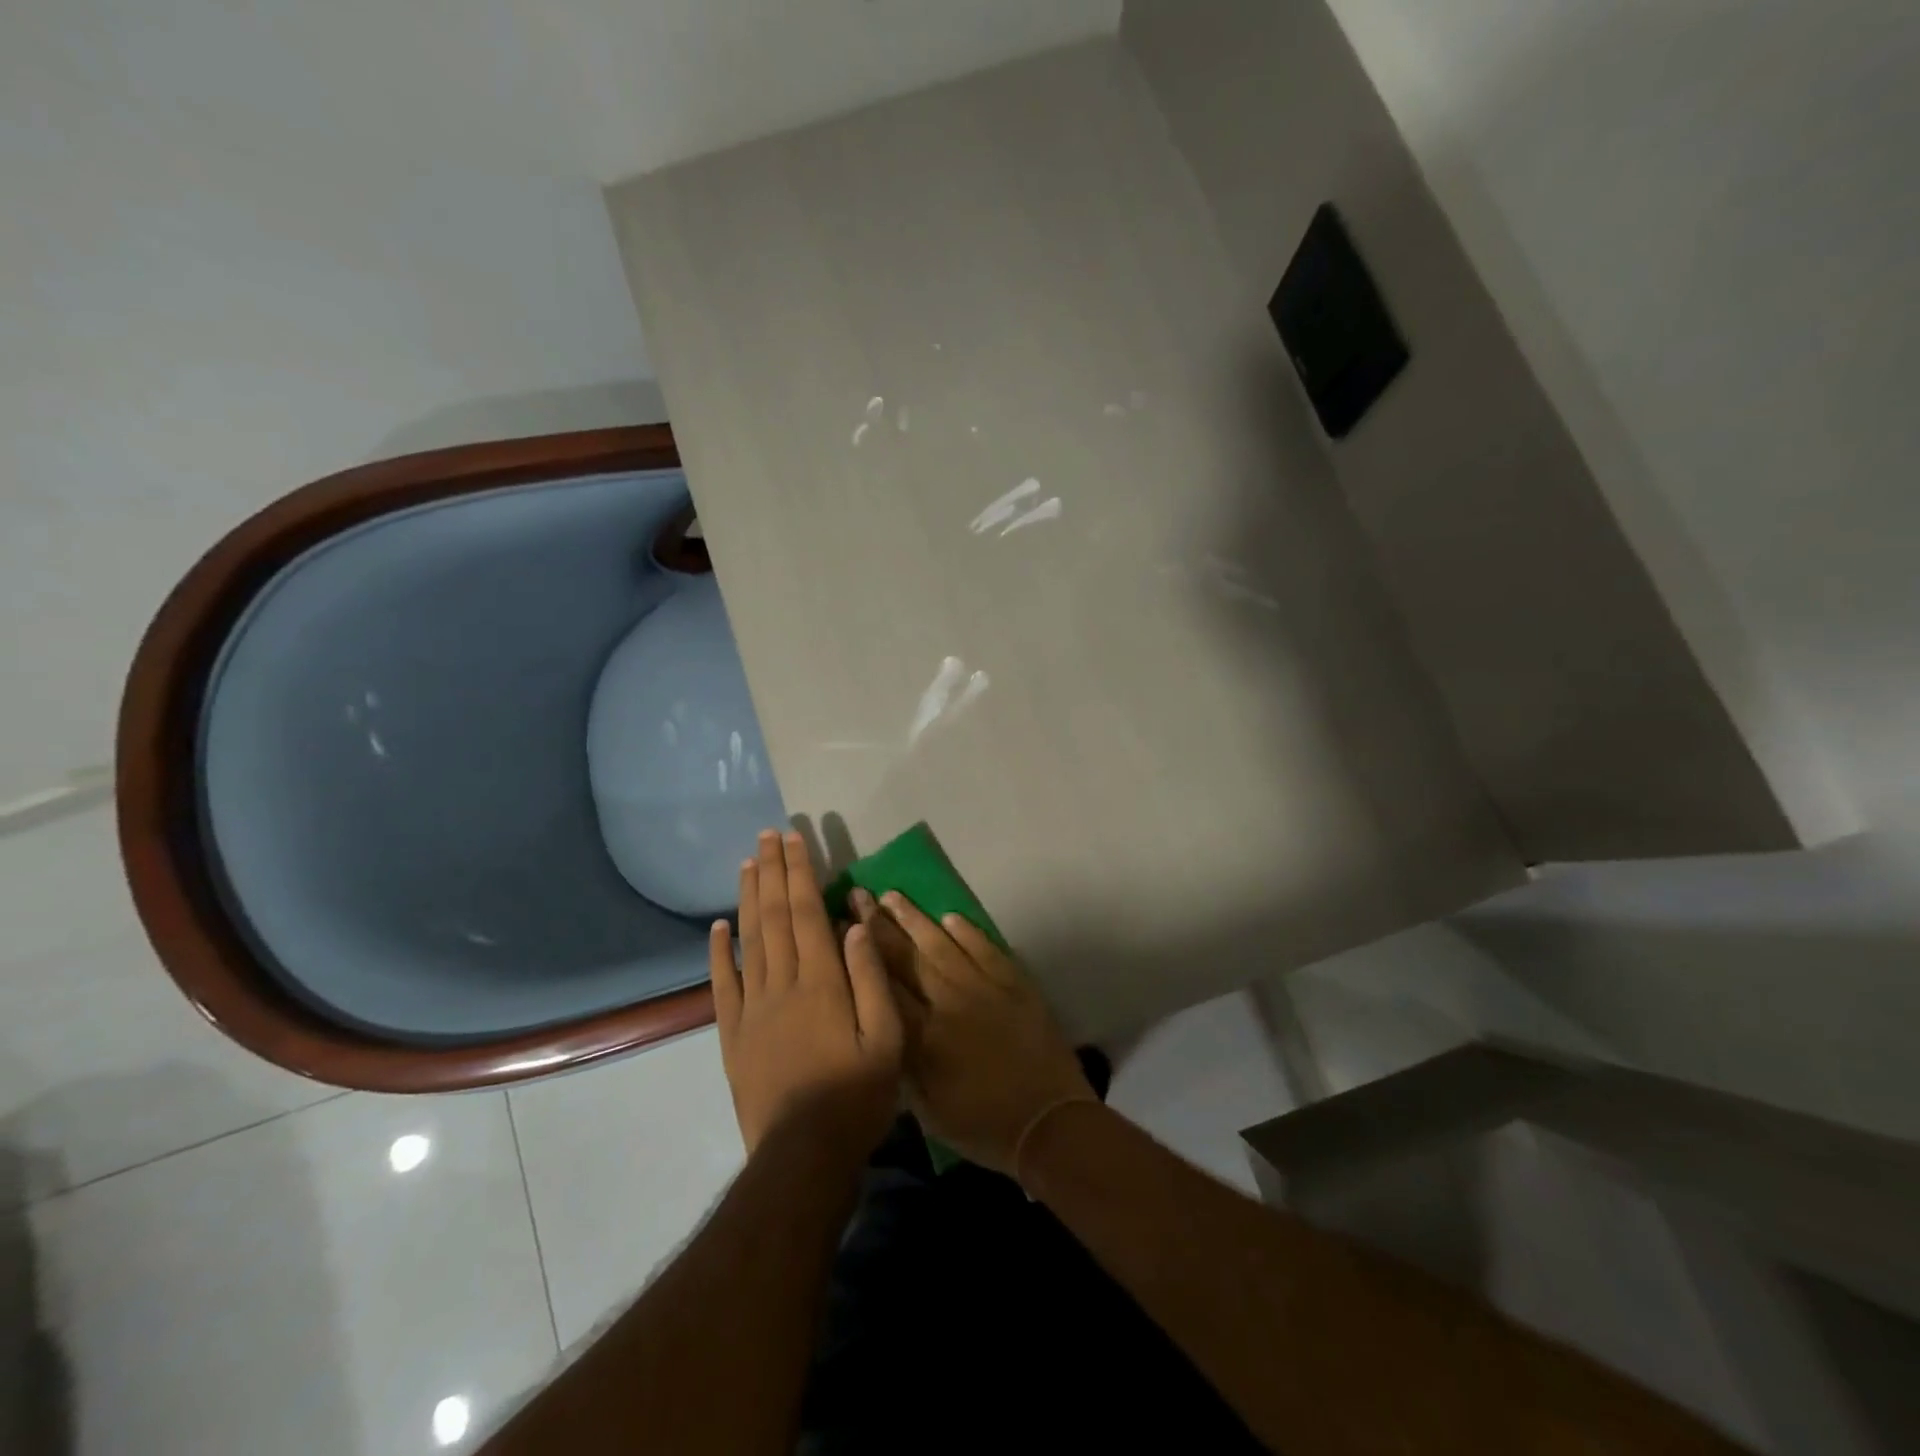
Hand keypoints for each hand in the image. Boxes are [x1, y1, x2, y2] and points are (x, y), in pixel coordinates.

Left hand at [709, 831, 903, 1161]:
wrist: (802, 1154)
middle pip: (775, 915)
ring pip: (749, 940)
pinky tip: (718, 925)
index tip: (795, 839)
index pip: (807, 912)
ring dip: (749, 897)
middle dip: (773, 871)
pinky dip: (719, 951)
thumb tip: (855, 924)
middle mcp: (782, 983)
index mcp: (821, 981)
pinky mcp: (732, 1033)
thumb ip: (871, 977)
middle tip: (768, 835)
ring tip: (748, 863)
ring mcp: (752, 1007)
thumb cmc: (856, 1095)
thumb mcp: (887, 1038)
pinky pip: (723, 983)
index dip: (800, 872)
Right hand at [852, 890, 1093, 1175]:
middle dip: (879, 924)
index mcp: (922, 1036)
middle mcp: (947, 1001)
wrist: (1050, 1121)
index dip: (860, 955)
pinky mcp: (1013, 982)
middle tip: (859, 895)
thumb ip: (902, 1066)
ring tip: (893, 894)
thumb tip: (884, 1027)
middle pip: (907, 955)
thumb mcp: (928, 1111)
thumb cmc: (982, 1125)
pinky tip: (949, 916)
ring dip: (915, 918)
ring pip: (942, 943)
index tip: (841, 928)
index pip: (882, 985)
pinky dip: (966, 930)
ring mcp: (983, 986)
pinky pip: (984, 947)